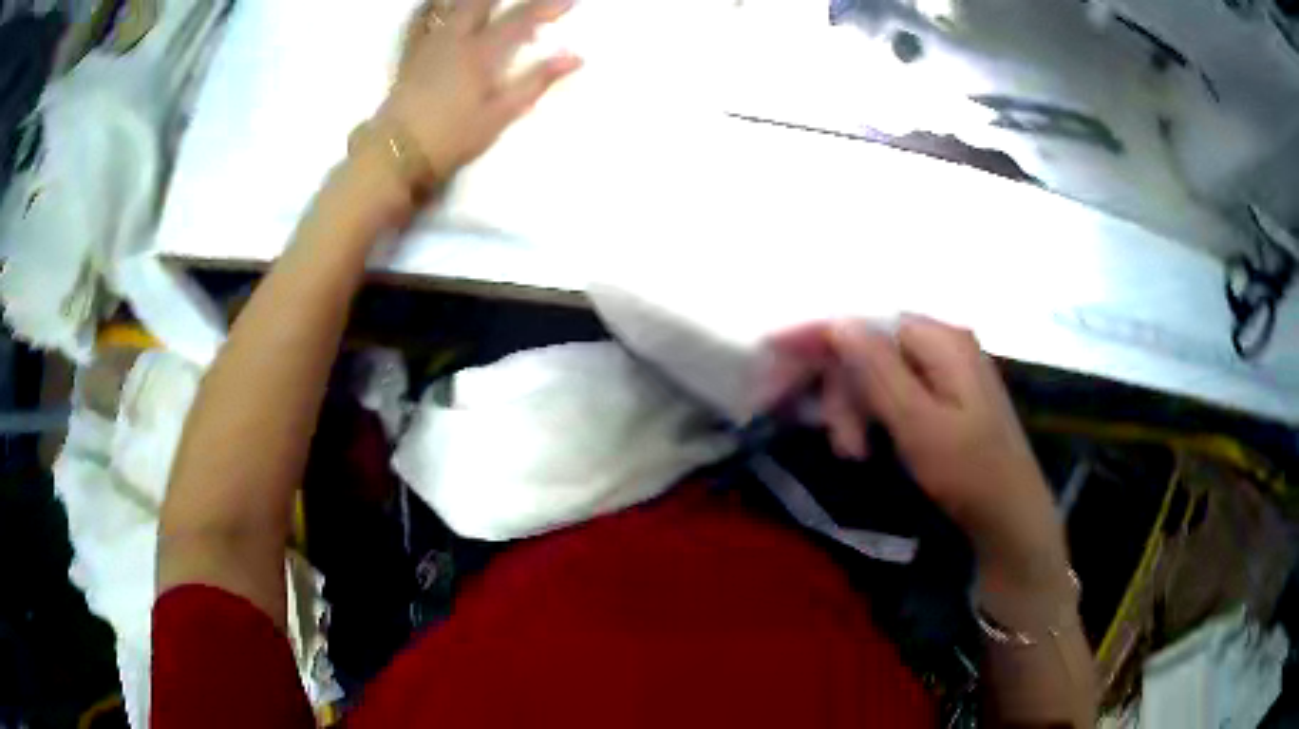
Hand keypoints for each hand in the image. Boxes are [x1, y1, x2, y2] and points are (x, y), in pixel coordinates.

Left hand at [381, 0, 581, 179]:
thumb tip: (575, 57)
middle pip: (482, 2)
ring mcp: (429, 43)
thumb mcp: (500, 115)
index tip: (569, 0)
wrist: (396, 152)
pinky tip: (434, 2)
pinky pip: (417, 20)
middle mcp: (455, 38)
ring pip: (450, 5)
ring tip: (486, 1)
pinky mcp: (410, 54)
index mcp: (481, 53)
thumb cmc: (452, 137)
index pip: (521, 20)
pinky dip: (427, 7)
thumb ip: (535, 82)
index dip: (547, 6)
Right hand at [822, 316, 1067, 592]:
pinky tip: (869, 446)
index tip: (774, 350)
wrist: (1010, 516)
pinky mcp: (946, 395)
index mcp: (942, 340)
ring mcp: (947, 369)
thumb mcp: (918, 423)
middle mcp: (944, 343)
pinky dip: (875, 417)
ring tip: (853, 453)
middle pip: (871, 349)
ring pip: (879, 374)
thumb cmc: (969, 472)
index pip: (867, 322)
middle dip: (844, 391)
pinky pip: (896, 392)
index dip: (820, 335)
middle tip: (835, 440)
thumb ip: (877, 369)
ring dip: (856, 410)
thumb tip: (838, 321)